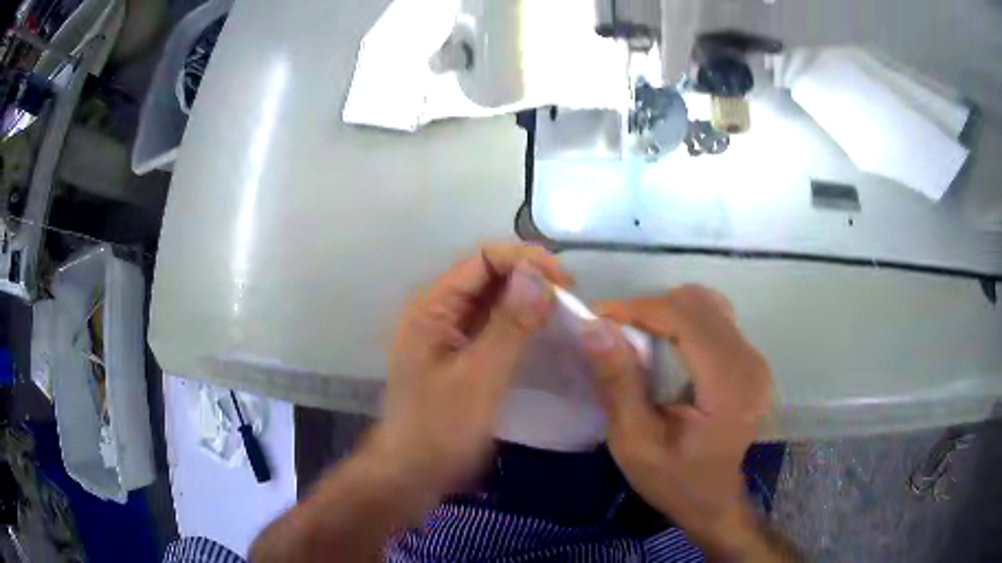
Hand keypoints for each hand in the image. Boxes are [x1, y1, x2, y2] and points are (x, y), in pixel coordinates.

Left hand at [371, 243, 569, 496]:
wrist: (412, 473)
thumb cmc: (440, 428)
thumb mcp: (479, 377)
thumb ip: (508, 325)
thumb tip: (538, 275)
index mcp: (433, 307)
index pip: (483, 259)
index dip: (525, 260)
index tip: (565, 281)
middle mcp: (439, 312)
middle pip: (488, 275)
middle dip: (530, 278)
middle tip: (571, 297)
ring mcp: (449, 335)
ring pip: (493, 301)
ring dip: (528, 300)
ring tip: (566, 312)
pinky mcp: (461, 356)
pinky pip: (494, 327)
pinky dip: (520, 324)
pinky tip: (546, 333)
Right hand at [579, 285, 772, 554]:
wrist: (714, 501)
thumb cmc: (674, 480)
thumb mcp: (635, 443)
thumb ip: (619, 384)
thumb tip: (594, 328)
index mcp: (728, 385)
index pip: (685, 319)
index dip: (638, 308)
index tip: (597, 316)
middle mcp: (749, 361)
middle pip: (696, 305)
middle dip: (647, 309)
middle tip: (611, 332)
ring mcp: (753, 358)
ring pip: (706, 304)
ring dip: (665, 312)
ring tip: (635, 337)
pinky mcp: (749, 359)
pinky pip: (714, 318)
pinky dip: (683, 320)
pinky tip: (665, 344)